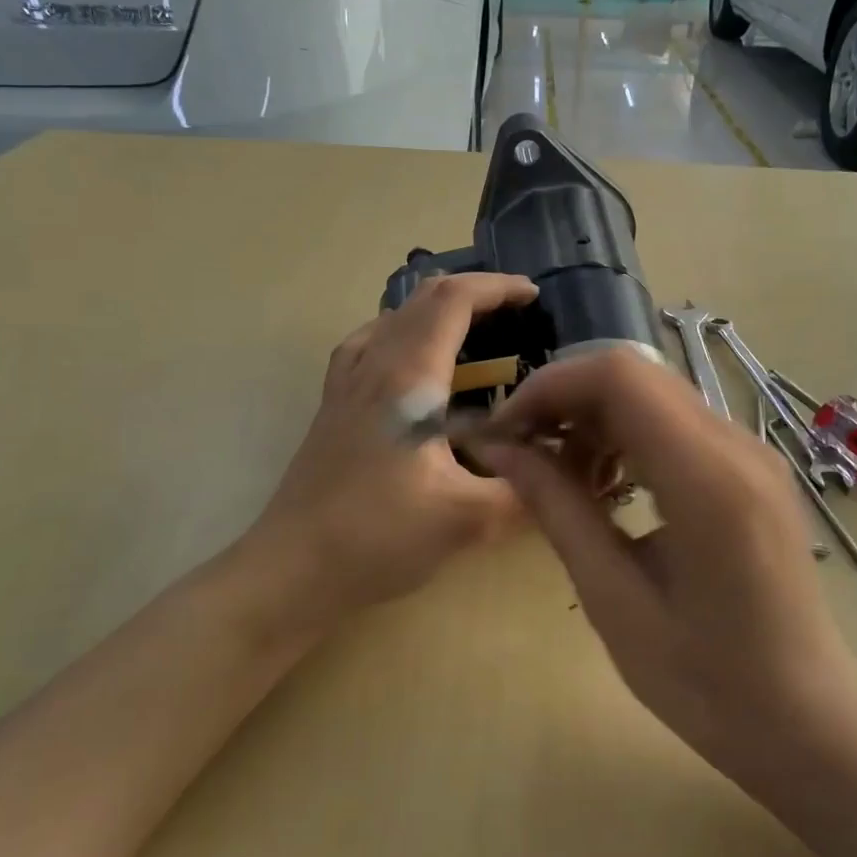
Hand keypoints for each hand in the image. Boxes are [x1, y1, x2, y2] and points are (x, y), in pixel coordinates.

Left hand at [244, 273, 538, 618]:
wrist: (290, 569)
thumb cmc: (377, 537)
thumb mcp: (466, 520)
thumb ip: (524, 491)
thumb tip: (565, 472)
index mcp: (406, 377)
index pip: (452, 301)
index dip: (496, 288)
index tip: (533, 297)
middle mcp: (372, 367)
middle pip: (421, 300)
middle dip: (473, 295)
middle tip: (515, 317)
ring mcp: (344, 386)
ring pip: (391, 320)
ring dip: (436, 313)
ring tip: (472, 336)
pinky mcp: (332, 409)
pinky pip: (367, 347)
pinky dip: (401, 337)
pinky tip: (412, 370)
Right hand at [474, 350, 855, 769]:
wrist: (806, 718)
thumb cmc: (705, 681)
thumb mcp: (613, 599)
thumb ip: (558, 510)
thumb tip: (501, 451)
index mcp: (708, 479)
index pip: (619, 377)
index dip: (549, 387)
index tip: (505, 432)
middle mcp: (738, 445)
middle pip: (635, 376)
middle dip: (566, 401)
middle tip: (523, 455)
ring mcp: (752, 452)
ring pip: (654, 395)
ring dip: (595, 419)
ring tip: (562, 479)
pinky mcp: (752, 468)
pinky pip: (678, 424)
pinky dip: (628, 437)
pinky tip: (608, 487)